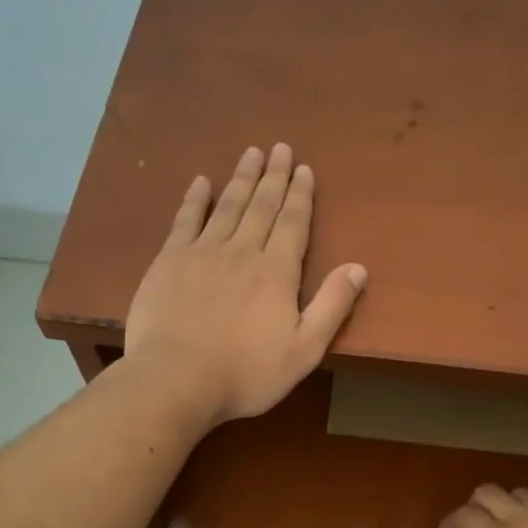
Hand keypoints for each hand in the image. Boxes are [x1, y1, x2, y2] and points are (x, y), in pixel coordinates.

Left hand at [124, 144, 366, 426]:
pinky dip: (195, 199)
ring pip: (227, 205)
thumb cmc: (247, 372)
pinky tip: (201, 181)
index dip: (300, 195)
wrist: (177, 379)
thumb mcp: (304, 349)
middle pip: (261, 205)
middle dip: (274, 177)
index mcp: (277, 272)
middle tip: (280, 148)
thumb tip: (358, 268)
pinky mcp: (169, 261)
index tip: (304, 169)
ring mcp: (202, 252)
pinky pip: (185, 220)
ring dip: (241, 178)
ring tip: (251, 153)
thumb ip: (332, 306)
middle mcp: (242, 251)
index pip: (293, 223)